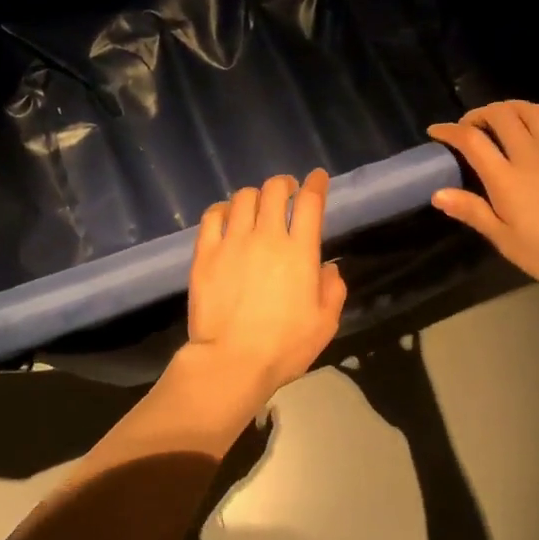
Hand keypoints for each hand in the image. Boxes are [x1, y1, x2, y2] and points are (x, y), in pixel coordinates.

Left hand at [178, 170, 347, 416]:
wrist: (232, 361)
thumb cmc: (284, 347)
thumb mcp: (324, 324)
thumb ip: (333, 290)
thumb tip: (328, 268)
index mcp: (300, 252)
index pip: (310, 202)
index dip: (315, 184)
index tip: (316, 178)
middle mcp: (267, 237)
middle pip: (274, 190)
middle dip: (284, 184)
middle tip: (286, 192)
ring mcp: (233, 242)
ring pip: (244, 198)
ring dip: (255, 196)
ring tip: (257, 206)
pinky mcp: (205, 252)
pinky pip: (212, 215)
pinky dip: (223, 209)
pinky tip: (227, 216)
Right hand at [427, 98, 538, 293]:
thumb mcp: (505, 241)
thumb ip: (472, 212)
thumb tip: (438, 193)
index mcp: (506, 179)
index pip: (472, 142)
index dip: (450, 131)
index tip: (435, 132)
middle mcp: (531, 158)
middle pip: (503, 118)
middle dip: (481, 113)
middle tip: (469, 125)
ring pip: (537, 116)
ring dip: (516, 106)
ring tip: (502, 113)